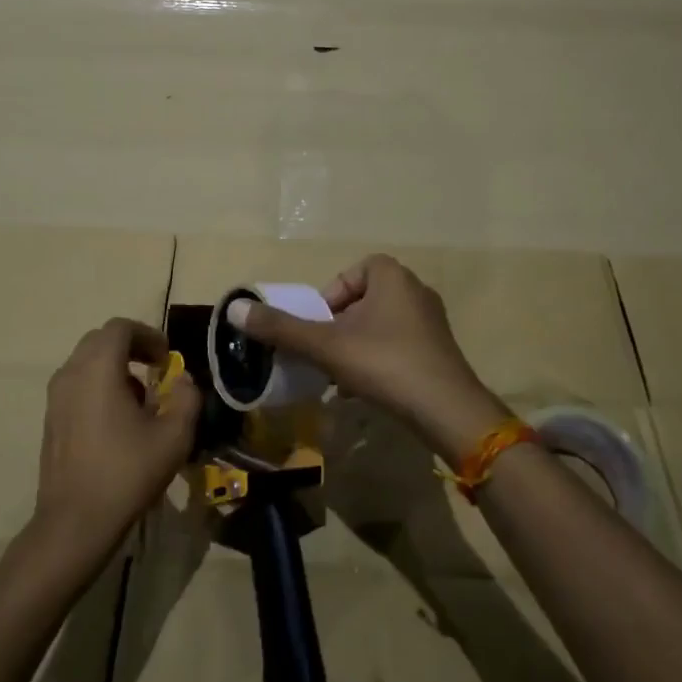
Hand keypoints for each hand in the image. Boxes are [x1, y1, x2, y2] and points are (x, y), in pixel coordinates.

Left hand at [35, 319, 201, 558]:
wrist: (75, 522)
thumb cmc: (127, 472)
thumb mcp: (175, 436)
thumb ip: (187, 397)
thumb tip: (184, 380)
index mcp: (98, 368)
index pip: (120, 327)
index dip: (148, 335)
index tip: (168, 359)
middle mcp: (71, 373)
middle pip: (100, 340)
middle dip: (131, 347)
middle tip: (157, 370)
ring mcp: (55, 397)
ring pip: (86, 363)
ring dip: (115, 368)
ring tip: (141, 400)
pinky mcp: (50, 420)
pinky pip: (77, 385)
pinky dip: (99, 387)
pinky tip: (118, 422)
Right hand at [226, 255, 509, 462]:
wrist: (447, 409)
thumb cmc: (384, 363)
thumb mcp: (326, 345)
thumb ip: (281, 328)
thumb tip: (235, 309)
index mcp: (392, 276)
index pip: (351, 273)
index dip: (329, 297)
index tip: (318, 327)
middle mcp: (415, 289)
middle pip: (363, 300)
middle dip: (340, 326)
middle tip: (325, 352)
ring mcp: (431, 320)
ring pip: (380, 325)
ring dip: (357, 345)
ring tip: (342, 375)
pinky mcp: (439, 349)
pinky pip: (398, 344)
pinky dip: (378, 359)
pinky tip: (367, 388)